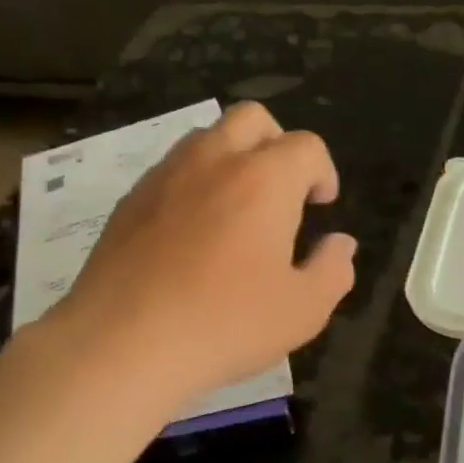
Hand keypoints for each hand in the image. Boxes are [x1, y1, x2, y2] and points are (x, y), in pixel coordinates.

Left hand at [47, 102, 355, 405]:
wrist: (123, 343)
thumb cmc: (226, 324)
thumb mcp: (304, 309)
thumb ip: (333, 269)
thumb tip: (340, 244)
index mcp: (265, 179)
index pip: (307, 146)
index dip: (323, 172)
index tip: (321, 205)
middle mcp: (214, 161)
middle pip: (253, 119)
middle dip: (278, 144)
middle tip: (283, 193)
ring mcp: (165, 176)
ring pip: (206, 138)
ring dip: (233, 159)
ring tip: (237, 211)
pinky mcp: (129, 201)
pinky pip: (171, 171)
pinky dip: (194, 185)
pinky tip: (192, 235)